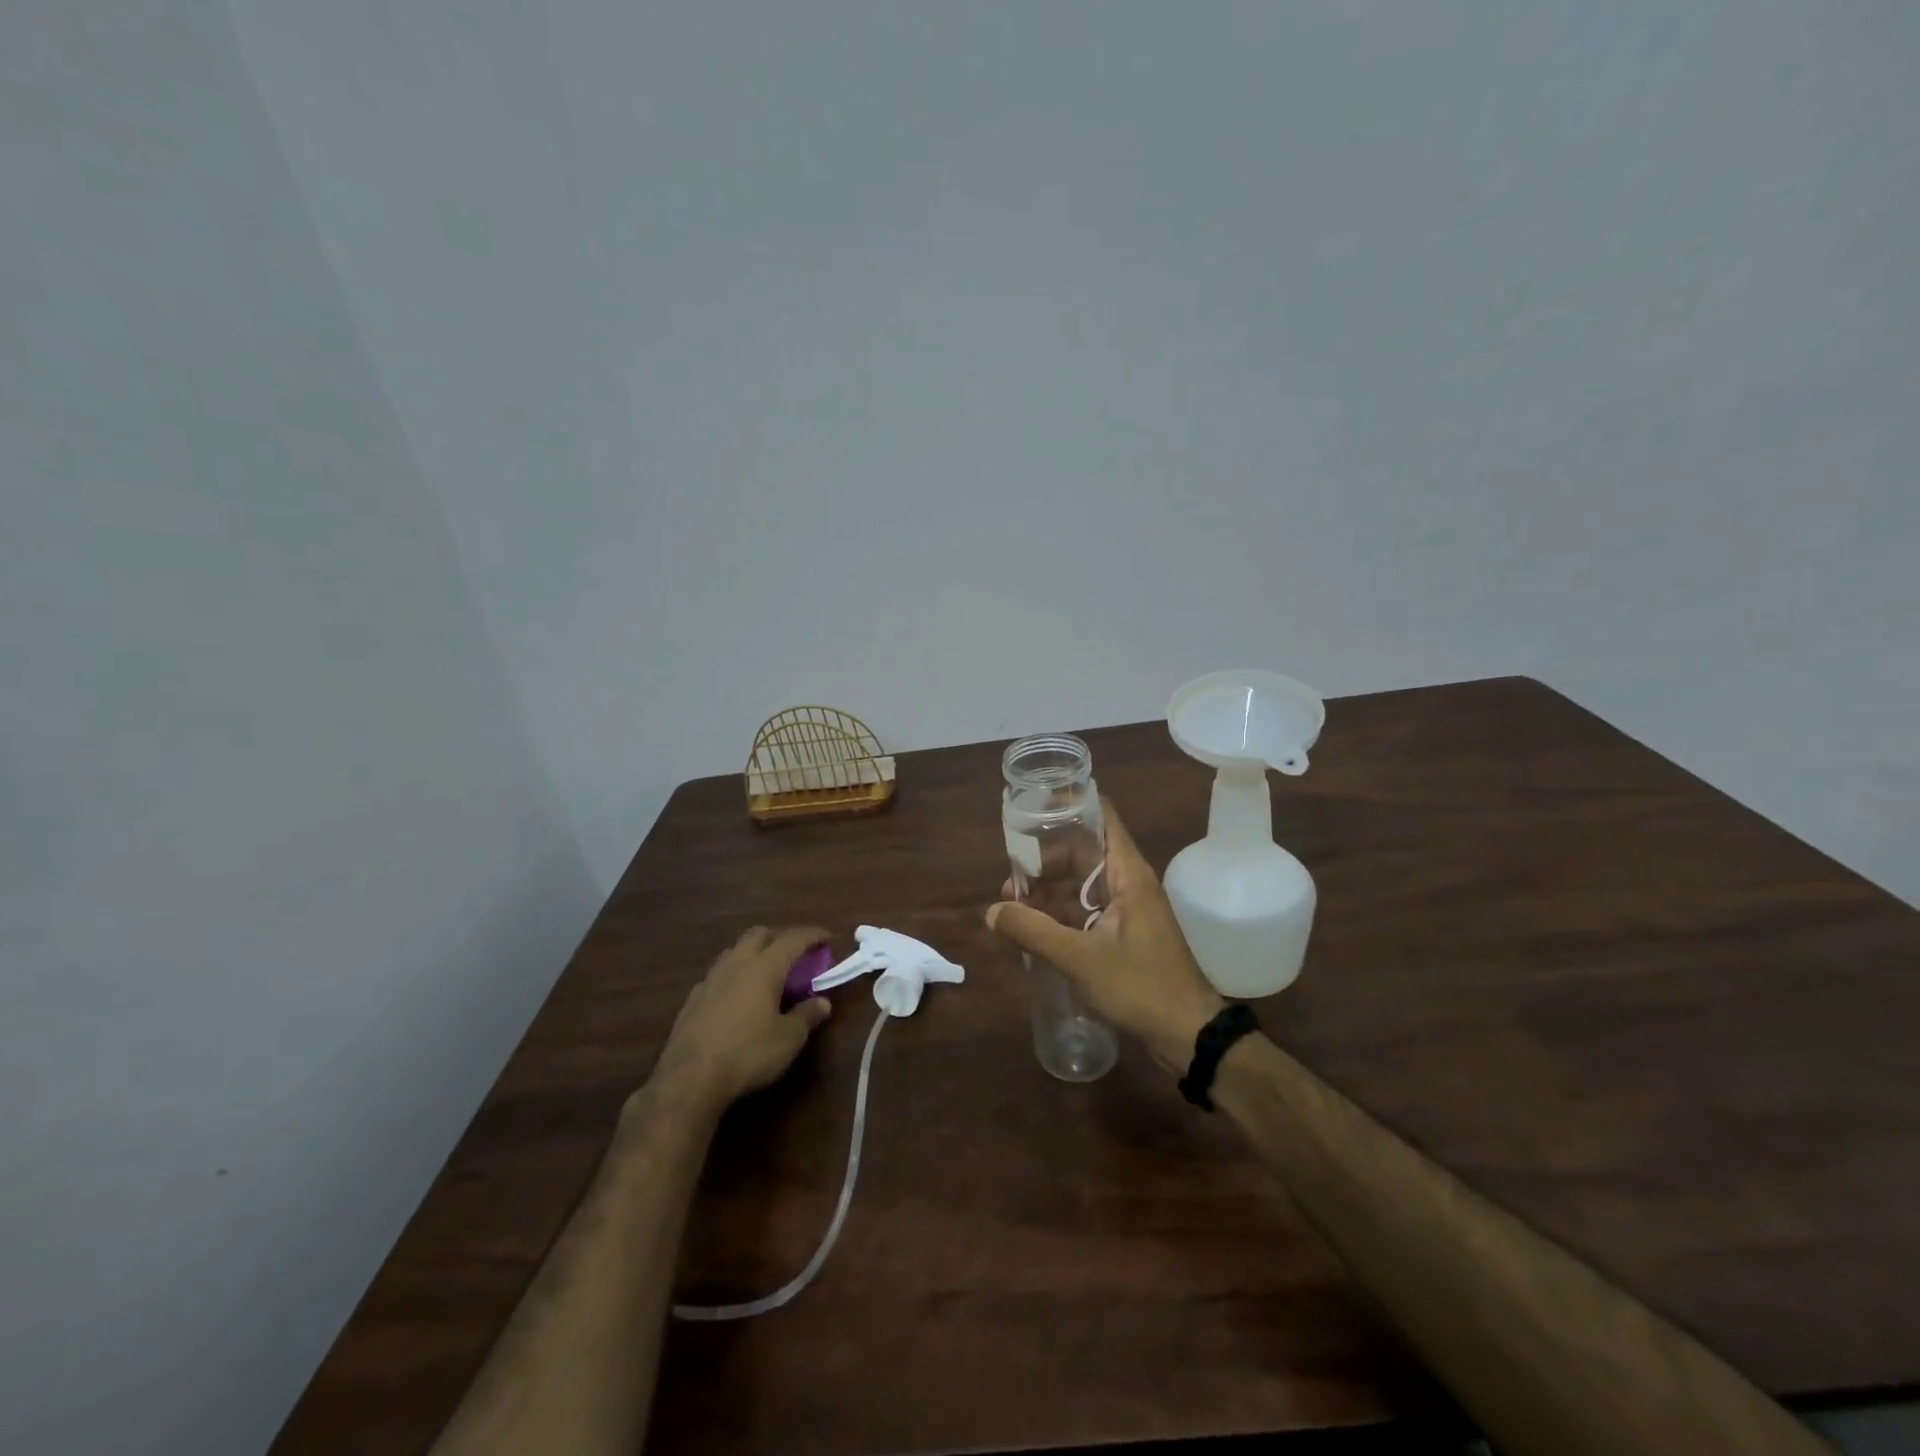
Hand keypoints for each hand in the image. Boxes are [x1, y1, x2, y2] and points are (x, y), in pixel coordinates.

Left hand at [648, 926, 832, 1114]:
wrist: (689, 1079)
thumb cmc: (748, 1053)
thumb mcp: (788, 1038)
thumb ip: (807, 1015)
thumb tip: (823, 1002)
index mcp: (765, 967)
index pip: (793, 939)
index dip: (813, 935)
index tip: (828, 937)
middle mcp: (736, 964)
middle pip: (759, 934)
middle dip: (780, 937)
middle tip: (795, 952)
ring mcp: (710, 980)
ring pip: (734, 951)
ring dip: (754, 952)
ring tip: (766, 971)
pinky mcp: (692, 1000)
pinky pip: (717, 975)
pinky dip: (733, 976)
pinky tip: (736, 996)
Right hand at [986, 802, 1223, 1072]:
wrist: (1189, 1035)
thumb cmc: (1140, 987)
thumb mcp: (1080, 958)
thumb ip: (1033, 931)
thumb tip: (991, 911)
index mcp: (1128, 874)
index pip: (1101, 817)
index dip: (1069, 806)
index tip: (1033, 809)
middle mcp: (1130, 883)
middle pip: (1085, 851)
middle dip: (1046, 858)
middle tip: (1012, 873)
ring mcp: (1129, 909)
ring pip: (1083, 883)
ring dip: (1050, 889)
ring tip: (1013, 903)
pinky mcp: (1125, 934)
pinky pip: (1087, 909)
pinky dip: (1062, 912)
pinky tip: (1034, 927)